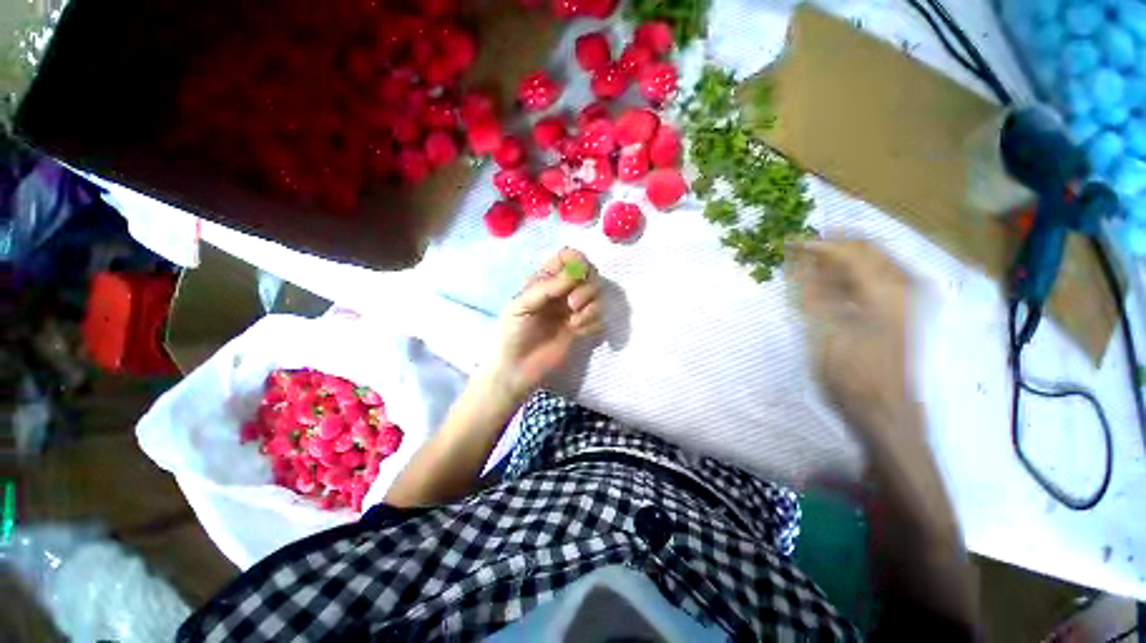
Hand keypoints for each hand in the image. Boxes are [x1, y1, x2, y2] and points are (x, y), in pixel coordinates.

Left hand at [491, 248, 602, 399]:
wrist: (517, 369)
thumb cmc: (512, 333)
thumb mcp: (521, 305)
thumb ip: (546, 287)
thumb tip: (575, 272)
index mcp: (545, 280)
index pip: (569, 257)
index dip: (577, 261)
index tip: (575, 275)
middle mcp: (563, 291)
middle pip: (590, 273)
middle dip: (587, 286)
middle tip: (572, 304)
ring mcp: (573, 310)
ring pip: (598, 295)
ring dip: (590, 306)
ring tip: (574, 321)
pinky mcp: (582, 328)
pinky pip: (600, 318)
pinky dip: (592, 323)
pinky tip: (577, 332)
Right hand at [789, 239, 915, 438]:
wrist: (886, 410)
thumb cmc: (852, 375)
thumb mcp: (824, 333)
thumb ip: (812, 293)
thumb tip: (797, 262)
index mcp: (885, 291)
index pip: (848, 251)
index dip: (815, 244)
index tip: (786, 243)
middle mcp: (903, 286)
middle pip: (866, 248)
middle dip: (829, 246)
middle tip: (796, 253)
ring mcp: (906, 297)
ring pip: (871, 261)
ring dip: (838, 260)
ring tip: (807, 269)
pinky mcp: (902, 309)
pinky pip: (875, 278)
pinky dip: (849, 276)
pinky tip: (828, 286)